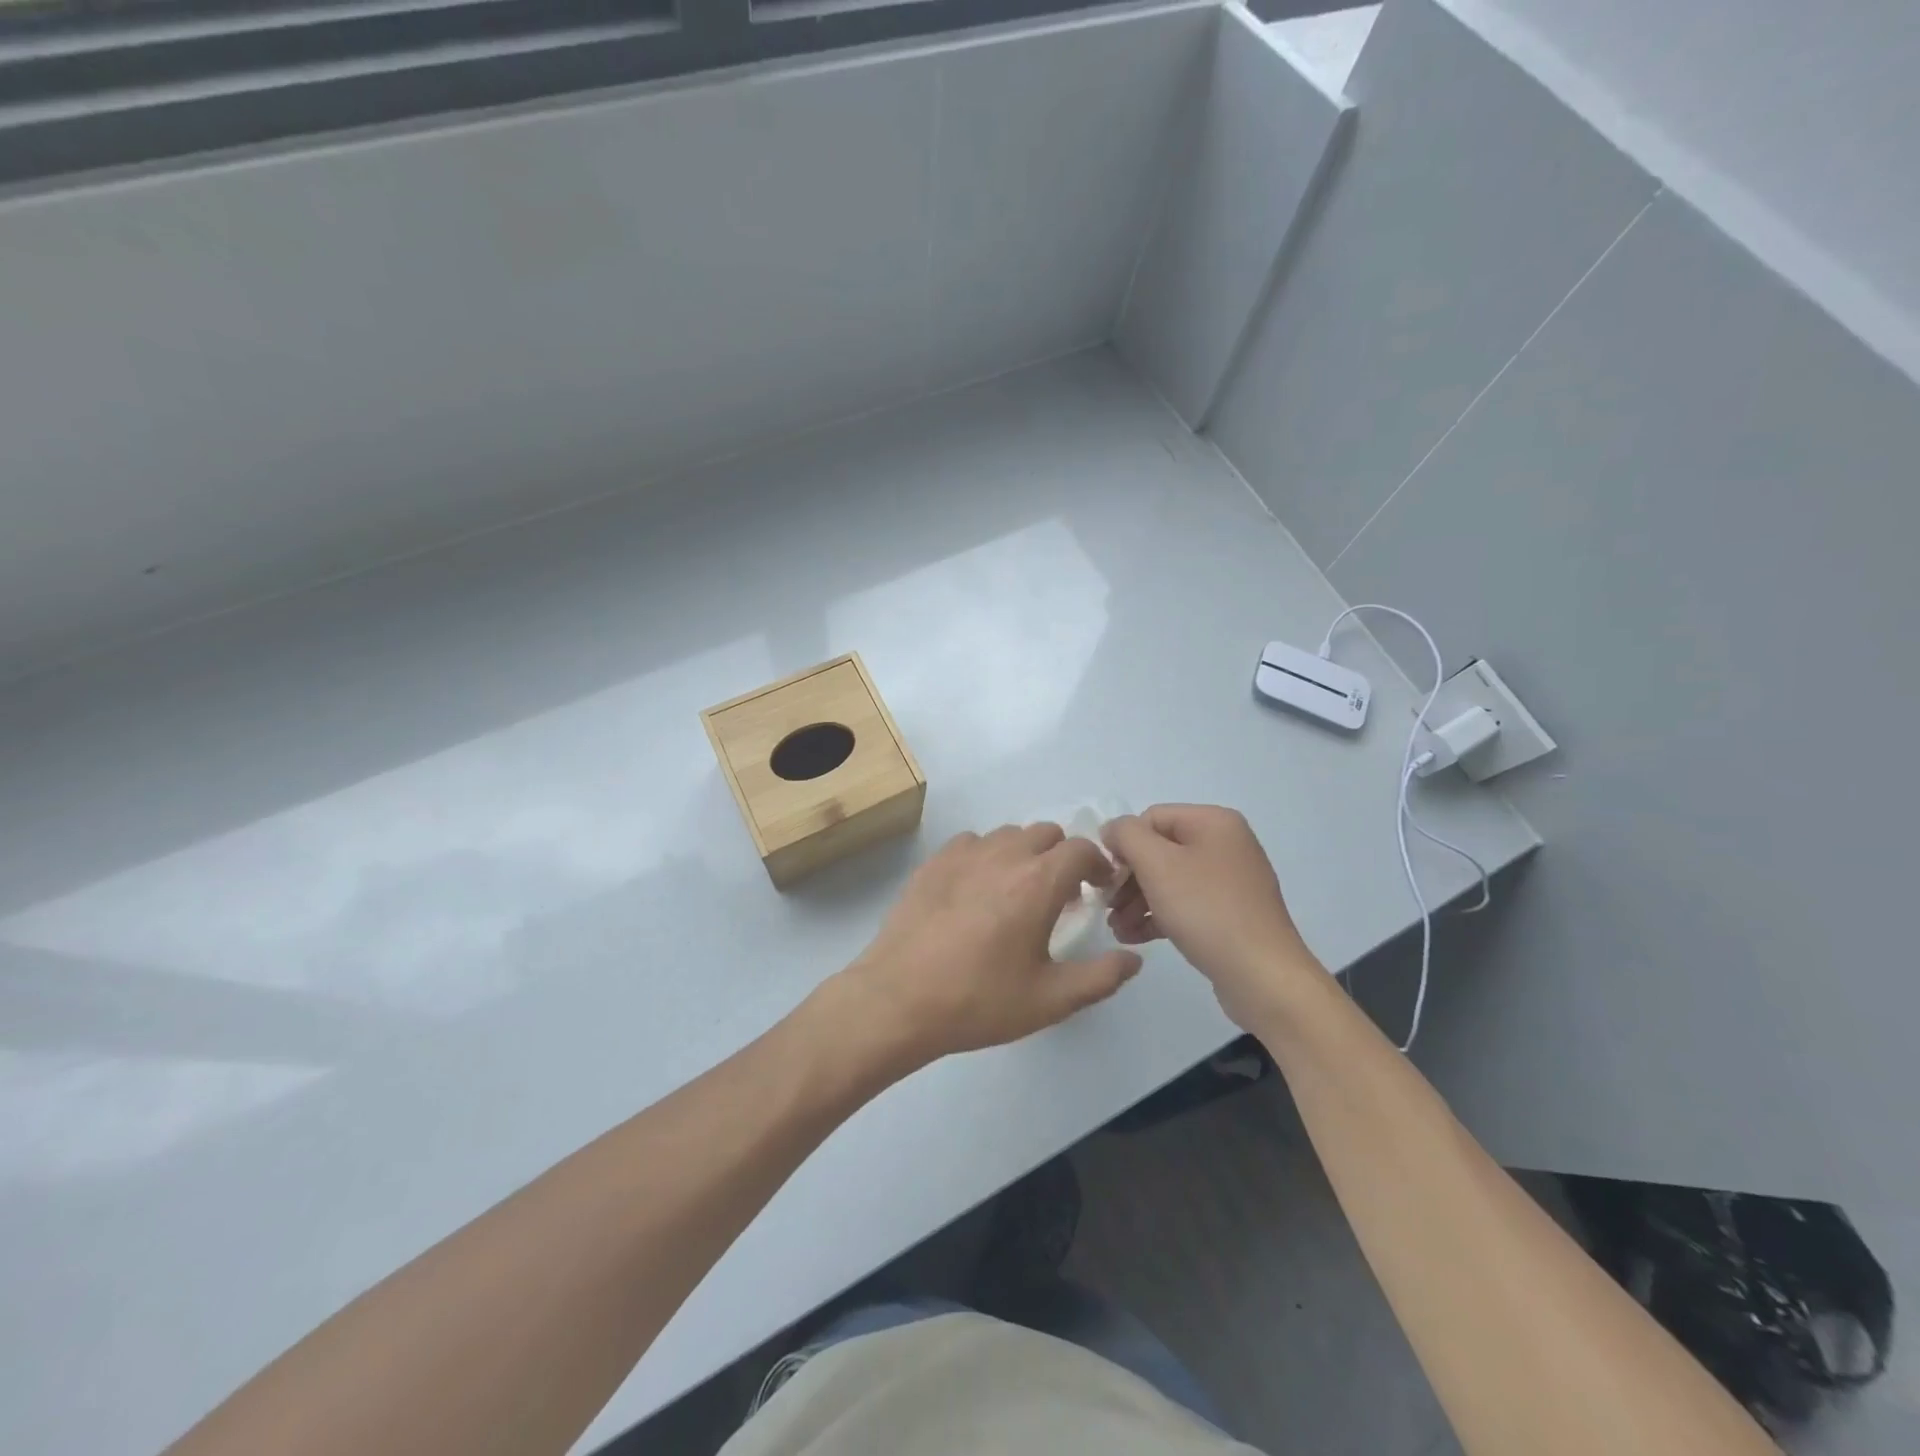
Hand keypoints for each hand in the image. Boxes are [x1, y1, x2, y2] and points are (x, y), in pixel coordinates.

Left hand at [838, 824, 1141, 1069]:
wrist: (899, 1000)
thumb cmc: (979, 1001)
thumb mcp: (1050, 1000)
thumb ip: (1100, 977)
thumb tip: (1134, 960)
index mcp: (1038, 882)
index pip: (1081, 849)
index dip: (1098, 864)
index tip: (1098, 890)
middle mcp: (1003, 855)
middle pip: (1046, 833)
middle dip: (1063, 857)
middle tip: (1061, 895)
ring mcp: (963, 855)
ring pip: (1008, 835)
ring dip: (1025, 854)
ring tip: (1019, 892)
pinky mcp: (933, 863)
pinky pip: (972, 843)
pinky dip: (987, 856)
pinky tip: (978, 891)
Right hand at [1102, 804, 1320, 1029]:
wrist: (1263, 976)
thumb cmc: (1207, 910)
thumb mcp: (1157, 864)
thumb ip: (1127, 835)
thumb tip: (1113, 830)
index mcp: (1214, 822)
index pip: (1151, 818)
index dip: (1123, 845)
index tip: (1106, 879)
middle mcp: (1226, 844)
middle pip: (1160, 850)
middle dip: (1128, 879)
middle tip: (1107, 907)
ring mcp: (1230, 881)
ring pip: (1169, 880)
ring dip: (1137, 901)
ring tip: (1117, 928)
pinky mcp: (1230, 914)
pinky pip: (1185, 904)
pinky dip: (1158, 916)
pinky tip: (1134, 937)